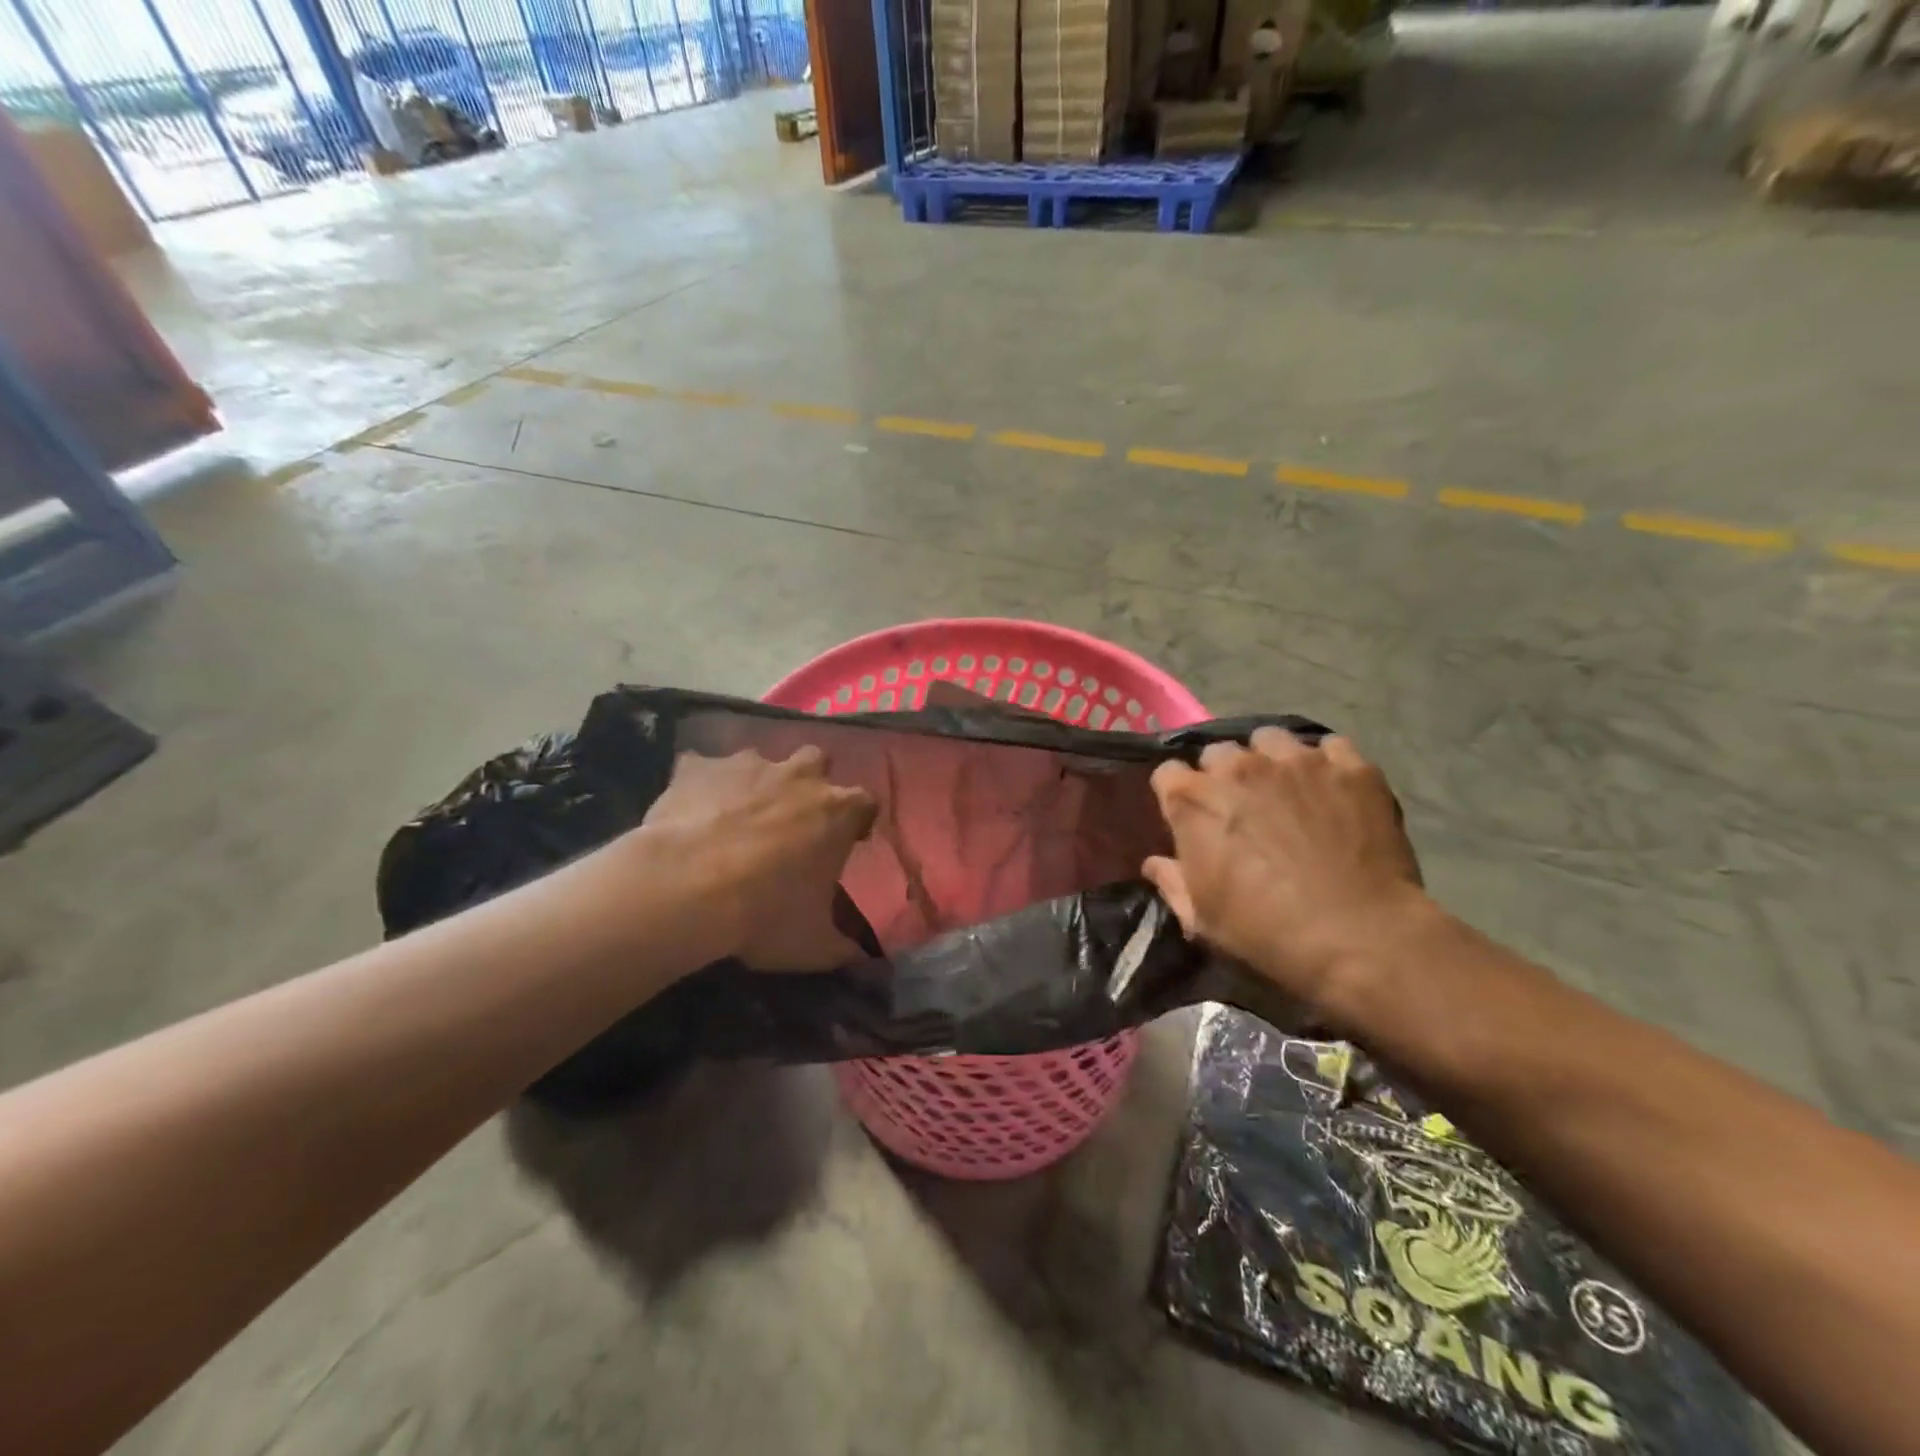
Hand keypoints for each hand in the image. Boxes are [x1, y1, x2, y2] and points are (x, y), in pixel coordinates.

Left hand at [641, 747, 877, 970]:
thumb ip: (844, 947)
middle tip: (792, 818)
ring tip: (735, 816)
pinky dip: (700, 784)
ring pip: (759, 759)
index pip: (866, 802)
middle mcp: (799, 776)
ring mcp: (747, 764)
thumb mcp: (813, 945)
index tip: (848, 840)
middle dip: (808, 782)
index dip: (857, 820)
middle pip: (817, 761)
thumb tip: (865, 959)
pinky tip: (690, 811)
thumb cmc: (763, 915)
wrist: (686, 889)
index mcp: (838, 811)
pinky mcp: (698, 767)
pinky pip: (701, 767)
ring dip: (755, 781)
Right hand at [1143, 730, 1428, 1010]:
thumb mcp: (1202, 919)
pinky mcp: (1350, 767)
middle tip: (1240, 806)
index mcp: (1194, 800)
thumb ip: (1172, 883)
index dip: (1176, 794)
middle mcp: (1239, 766)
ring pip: (1271, 740)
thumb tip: (1155, 864)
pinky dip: (1327, 764)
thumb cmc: (1265, 931)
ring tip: (1287, 788)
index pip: (1167, 774)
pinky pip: (1331, 746)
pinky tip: (1332, 789)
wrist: (1358, 936)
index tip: (1189, 815)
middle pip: (1218, 752)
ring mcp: (1297, 761)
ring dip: (1270, 760)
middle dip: (1223, 774)